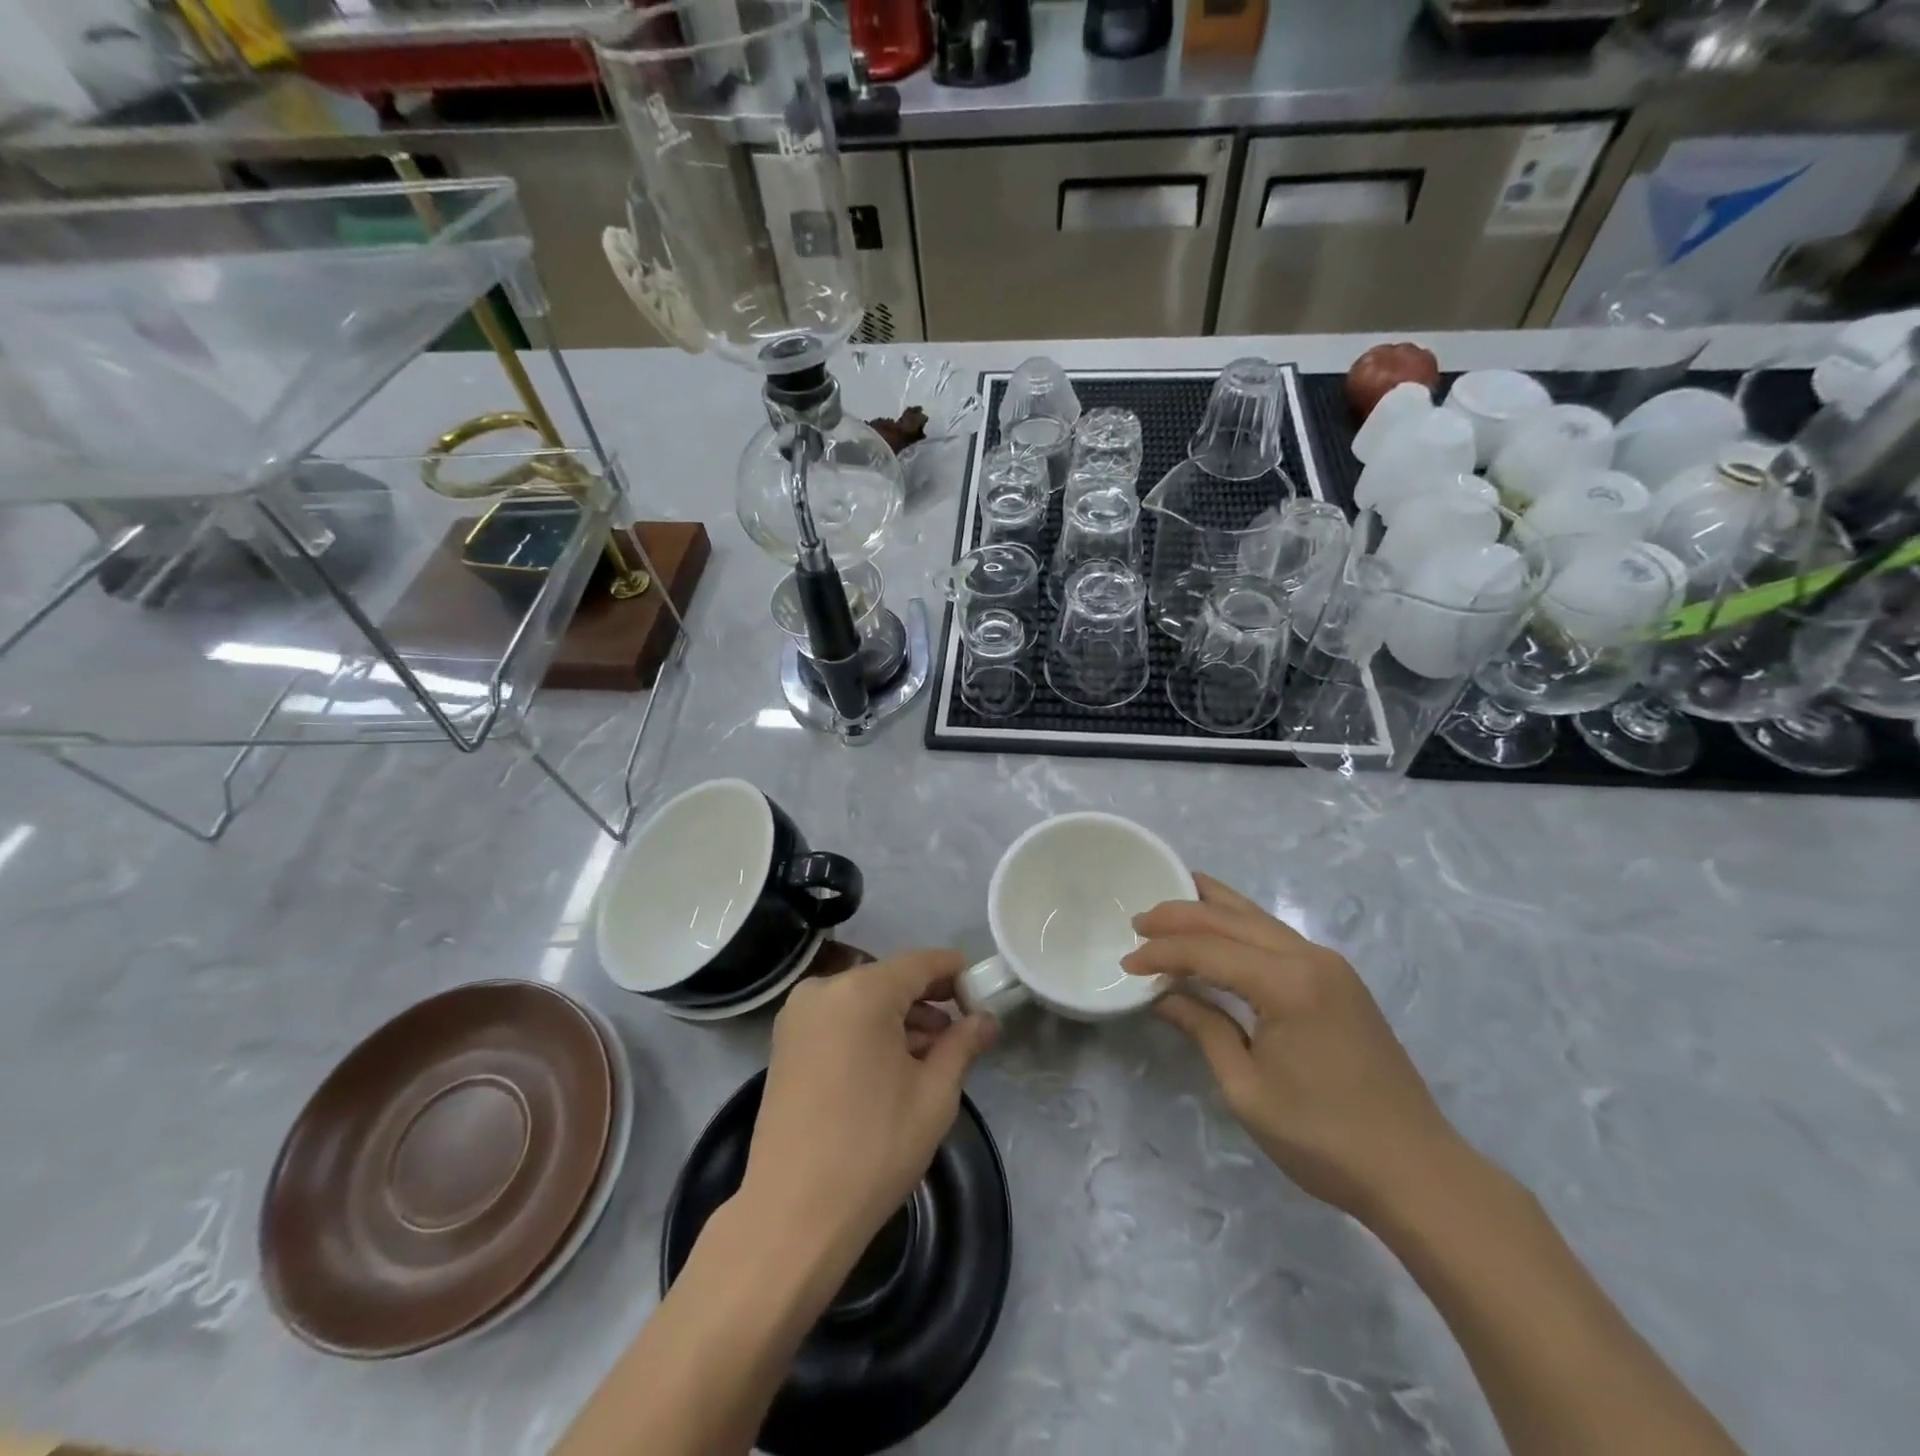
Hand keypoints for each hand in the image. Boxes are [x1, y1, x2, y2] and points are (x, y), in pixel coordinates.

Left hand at [739, 949, 998, 1264]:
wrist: (792, 1215)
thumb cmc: (873, 1148)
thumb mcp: (934, 1094)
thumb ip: (963, 1044)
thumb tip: (987, 1019)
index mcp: (860, 991)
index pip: (920, 963)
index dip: (955, 972)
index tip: (983, 990)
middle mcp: (823, 989)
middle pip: (890, 979)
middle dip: (929, 1000)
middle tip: (964, 1029)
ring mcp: (798, 1016)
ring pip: (864, 1000)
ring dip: (900, 1018)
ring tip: (935, 1053)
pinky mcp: (786, 1043)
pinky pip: (840, 1019)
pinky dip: (870, 1030)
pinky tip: (895, 1064)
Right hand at [1123, 873, 1463, 1223]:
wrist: (1416, 1171)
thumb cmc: (1323, 1138)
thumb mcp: (1247, 1089)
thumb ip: (1204, 1029)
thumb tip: (1164, 996)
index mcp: (1287, 984)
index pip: (1208, 950)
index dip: (1162, 954)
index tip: (1126, 965)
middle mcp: (1310, 958)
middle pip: (1233, 919)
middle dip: (1181, 915)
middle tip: (1138, 920)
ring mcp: (1330, 965)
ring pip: (1259, 918)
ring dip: (1212, 909)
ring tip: (1172, 899)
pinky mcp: (1339, 980)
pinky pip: (1277, 936)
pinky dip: (1241, 926)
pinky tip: (1222, 928)